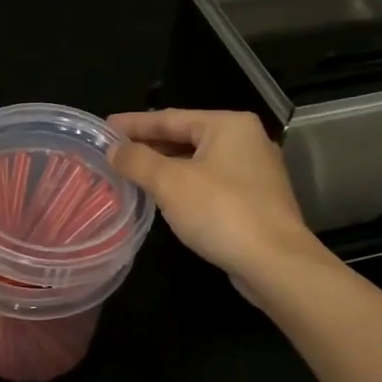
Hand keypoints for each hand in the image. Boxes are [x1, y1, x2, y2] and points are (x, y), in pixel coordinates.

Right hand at [107, 108, 323, 289]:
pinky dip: (184, 186)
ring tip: (132, 173)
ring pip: (198, 162)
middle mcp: (246, 141)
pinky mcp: (256, 201)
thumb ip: (137, 160)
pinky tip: (164, 197)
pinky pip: (210, 183)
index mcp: (228, 125)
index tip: (105, 127)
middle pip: (186, 137)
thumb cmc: (221, 211)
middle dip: (150, 146)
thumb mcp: (169, 182)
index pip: (170, 118)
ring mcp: (255, 172)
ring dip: (166, 167)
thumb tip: (113, 149)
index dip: (134, 124)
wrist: (276, 264)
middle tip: (115, 152)